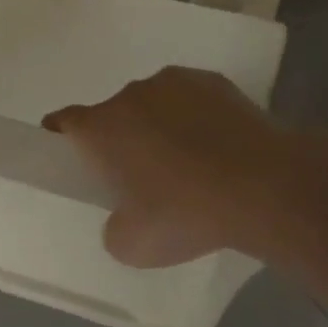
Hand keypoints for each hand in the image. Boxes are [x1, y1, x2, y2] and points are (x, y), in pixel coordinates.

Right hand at [45, 67, 313, 267]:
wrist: (266, 186)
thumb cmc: (188, 214)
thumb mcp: (134, 245)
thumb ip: (114, 227)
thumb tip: (124, 216)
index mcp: (102, 127)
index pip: (63, 122)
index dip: (61, 137)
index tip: (73, 158)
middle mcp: (130, 94)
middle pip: (113, 115)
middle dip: (122, 140)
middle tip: (145, 177)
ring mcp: (174, 83)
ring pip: (153, 104)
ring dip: (159, 126)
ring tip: (191, 162)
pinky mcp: (214, 81)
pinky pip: (190, 99)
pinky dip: (195, 118)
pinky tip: (218, 147)